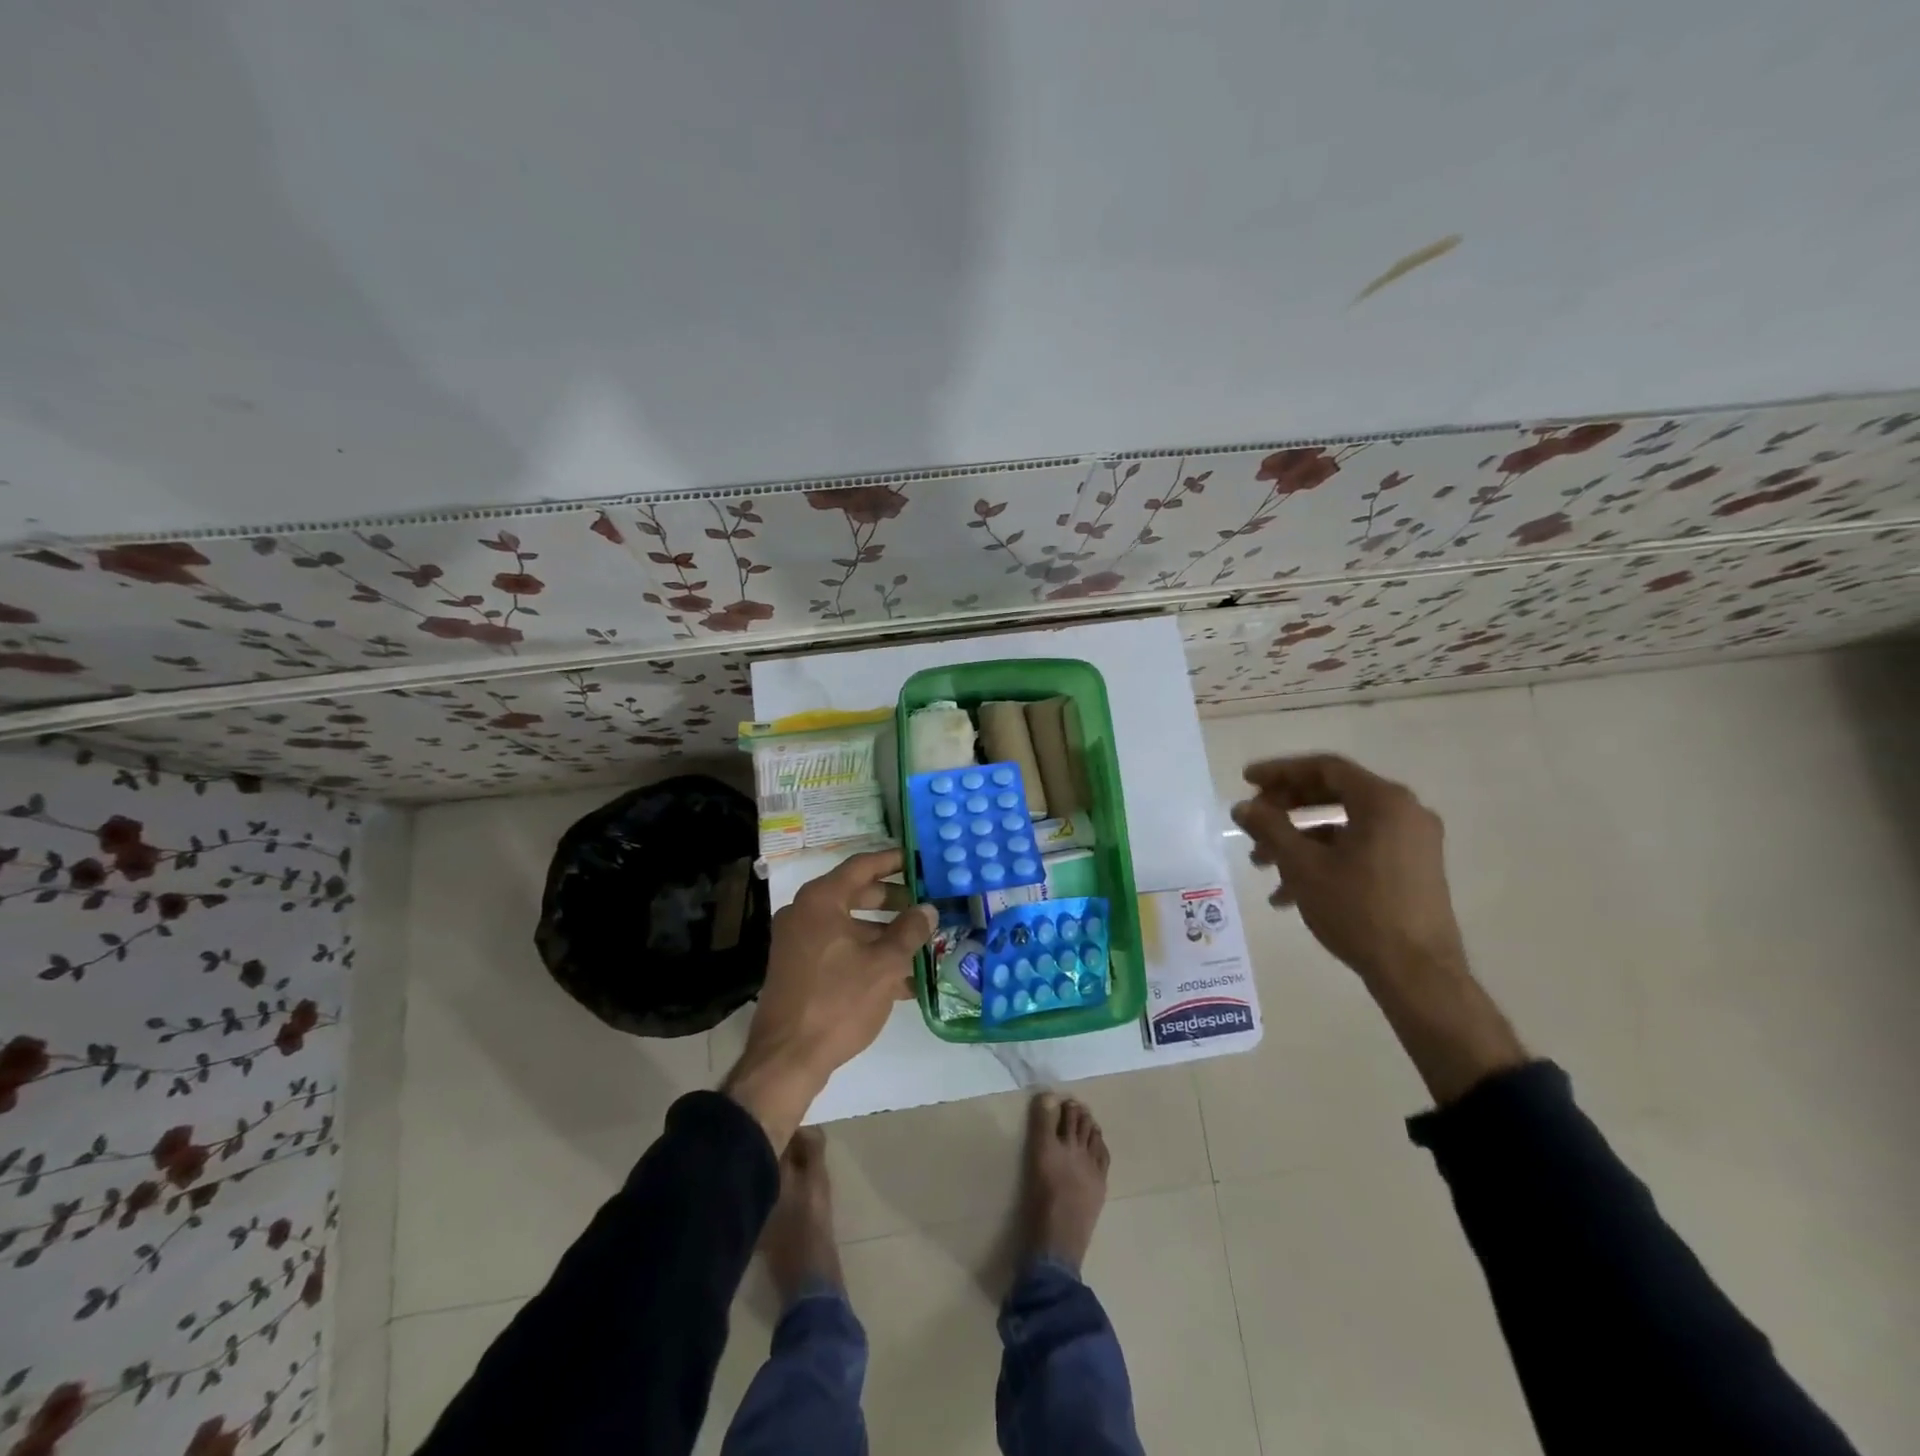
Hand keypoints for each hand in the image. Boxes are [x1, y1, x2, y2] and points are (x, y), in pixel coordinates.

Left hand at [723, 849, 936, 1148]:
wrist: (787, 1059)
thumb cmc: (838, 1001)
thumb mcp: (884, 965)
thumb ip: (909, 931)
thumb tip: (928, 909)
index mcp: (821, 900)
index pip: (862, 866)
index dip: (893, 861)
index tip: (919, 860)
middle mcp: (805, 912)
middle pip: (856, 894)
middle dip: (894, 901)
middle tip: (926, 904)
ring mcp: (798, 941)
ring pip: (850, 926)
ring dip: (885, 934)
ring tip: (921, 947)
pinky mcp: (799, 968)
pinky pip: (839, 949)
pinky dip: (867, 956)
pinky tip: (901, 980)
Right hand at [1232, 754, 1524, 1103]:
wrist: (1417, 973)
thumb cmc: (1357, 909)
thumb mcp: (1303, 866)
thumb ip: (1270, 828)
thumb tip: (1243, 807)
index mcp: (1383, 801)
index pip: (1325, 768)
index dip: (1280, 772)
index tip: (1246, 780)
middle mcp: (1404, 812)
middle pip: (1333, 794)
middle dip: (1286, 809)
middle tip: (1252, 821)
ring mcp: (1412, 842)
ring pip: (1342, 826)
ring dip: (1298, 840)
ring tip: (1261, 865)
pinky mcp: (1412, 869)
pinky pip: (1359, 848)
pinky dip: (1323, 859)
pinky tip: (1289, 893)